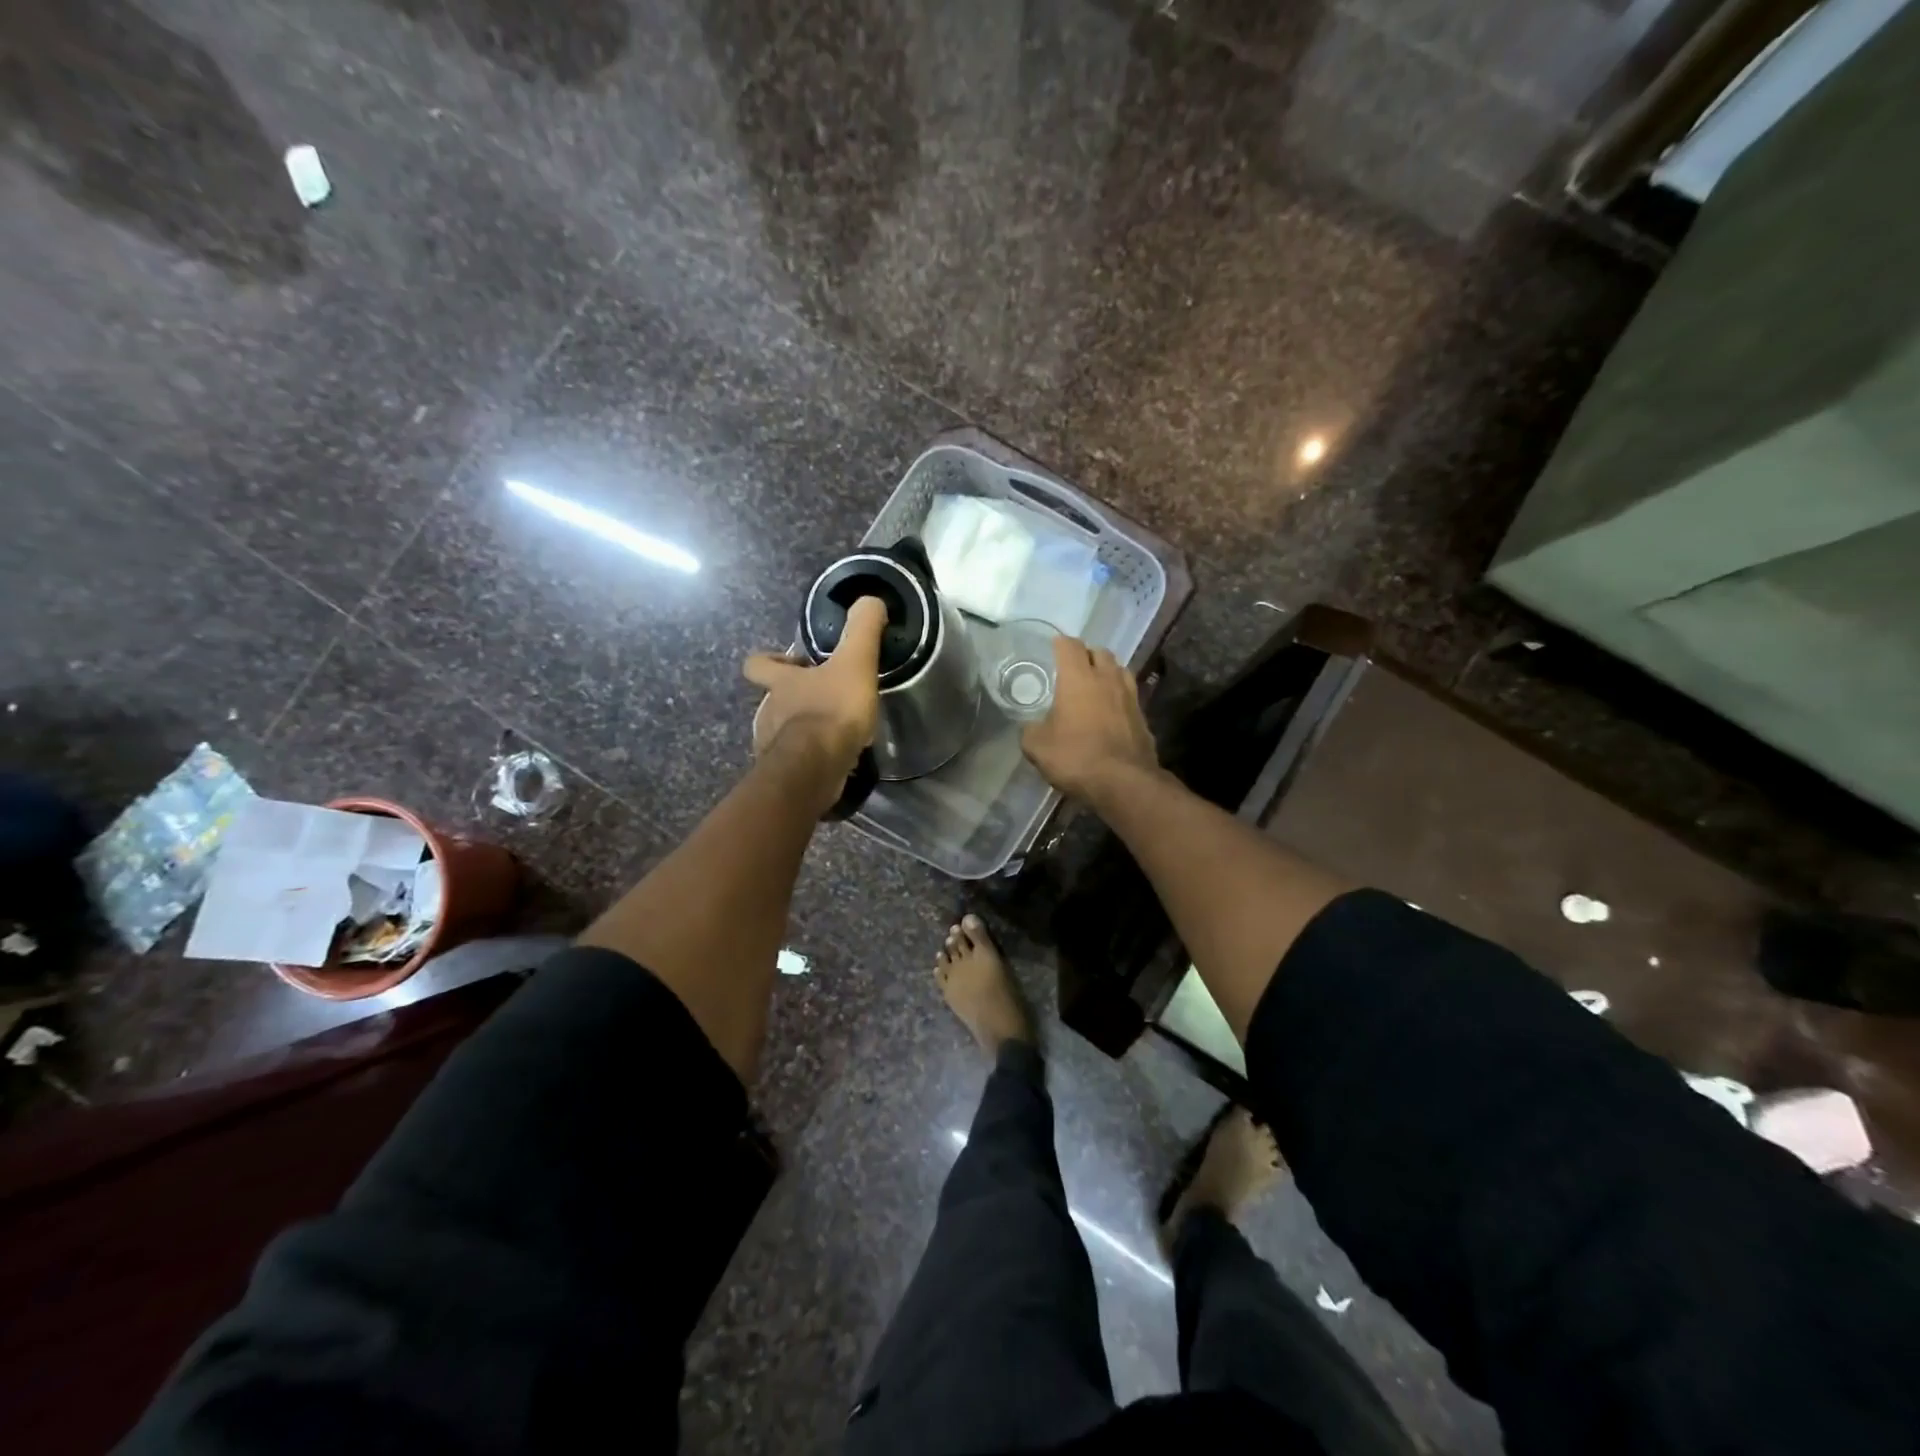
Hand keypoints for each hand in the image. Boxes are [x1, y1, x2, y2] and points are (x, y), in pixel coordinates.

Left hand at [744, 596, 886, 780]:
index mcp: (781, 683)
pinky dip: (809, 758)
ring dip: (802, 730)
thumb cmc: (832, 710)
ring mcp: (772, 745)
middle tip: (823, 699)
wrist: (816, 767)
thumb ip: (863, 629)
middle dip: (793, 699)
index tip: (796, 665)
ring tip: (831, 733)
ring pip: (781, 731)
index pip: (758, 664)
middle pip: (771, 700)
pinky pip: (794, 761)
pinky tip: (831, 760)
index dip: (771, 661)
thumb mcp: (855, 661)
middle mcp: (768, 712)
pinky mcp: (784, 774)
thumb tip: (871, 600)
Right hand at [1020, 639, 1157, 801]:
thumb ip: (1031, 730)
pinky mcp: (1143, 717)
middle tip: (1073, 669)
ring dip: (1107, 672)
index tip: (1052, 649)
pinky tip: (1110, 711)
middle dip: (1086, 655)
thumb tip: (1031, 727)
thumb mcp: (1037, 747)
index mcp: (1079, 678)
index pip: (1070, 646)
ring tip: (1095, 686)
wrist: (1124, 782)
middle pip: (1100, 652)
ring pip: (1119, 671)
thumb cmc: (1076, 757)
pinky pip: (1129, 695)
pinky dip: (1119, 696)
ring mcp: (1130, 697)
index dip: (1060, 644)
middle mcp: (1107, 679)